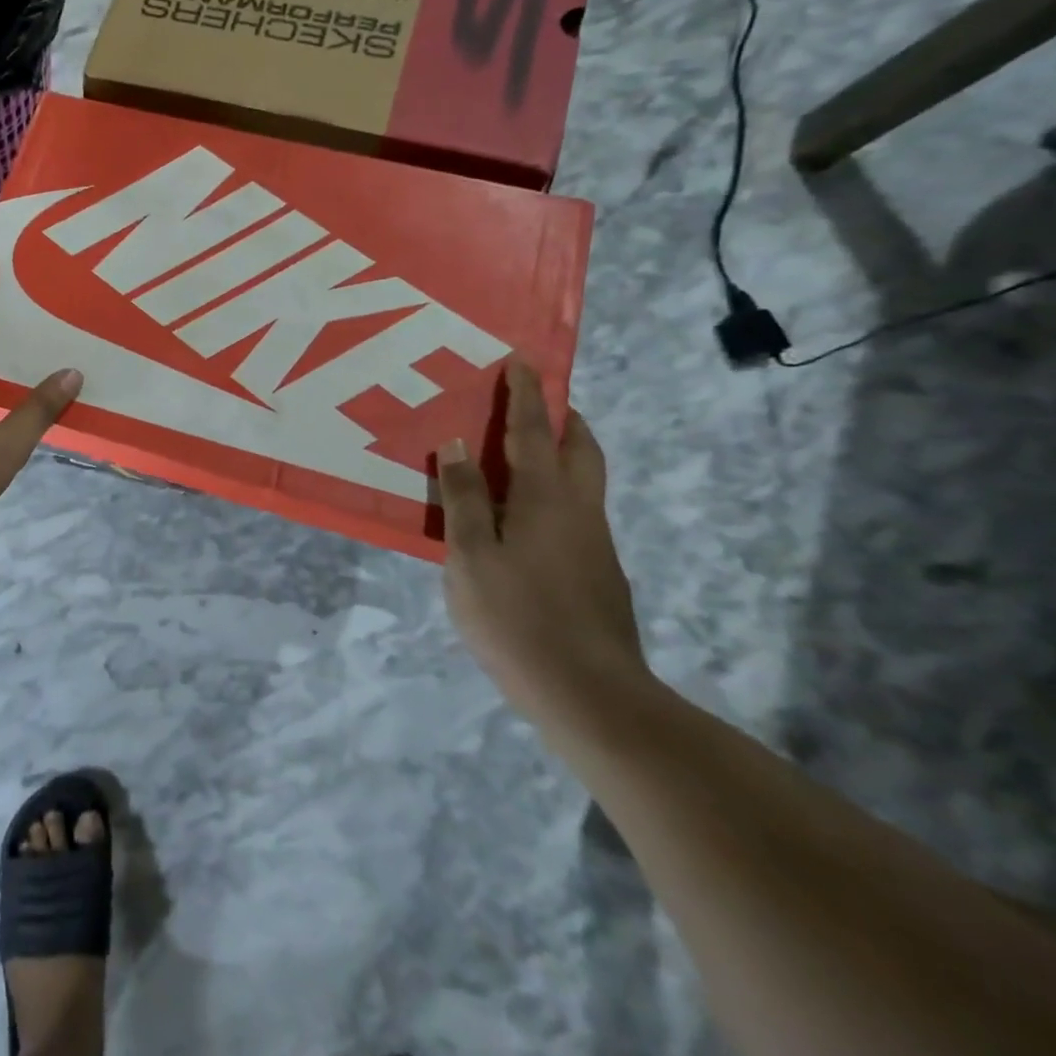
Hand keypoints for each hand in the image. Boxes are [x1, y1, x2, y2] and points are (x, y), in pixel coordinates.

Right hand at [436, 360, 651, 728]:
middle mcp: (579, 509)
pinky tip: (525, 516)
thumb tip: (456, 444)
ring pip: (585, 480)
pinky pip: (577, 509)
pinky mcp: (599, 572)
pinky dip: (557, 489)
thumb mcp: (470, 556)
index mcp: (545, 497)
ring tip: (523, 452)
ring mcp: (595, 542)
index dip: (527, 395)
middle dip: (563, 417)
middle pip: (581, 448)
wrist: (590, 694)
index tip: (521, 361)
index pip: (535, 431)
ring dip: (563, 451)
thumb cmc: (517, 617)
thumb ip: (463, 498)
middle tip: (536, 402)